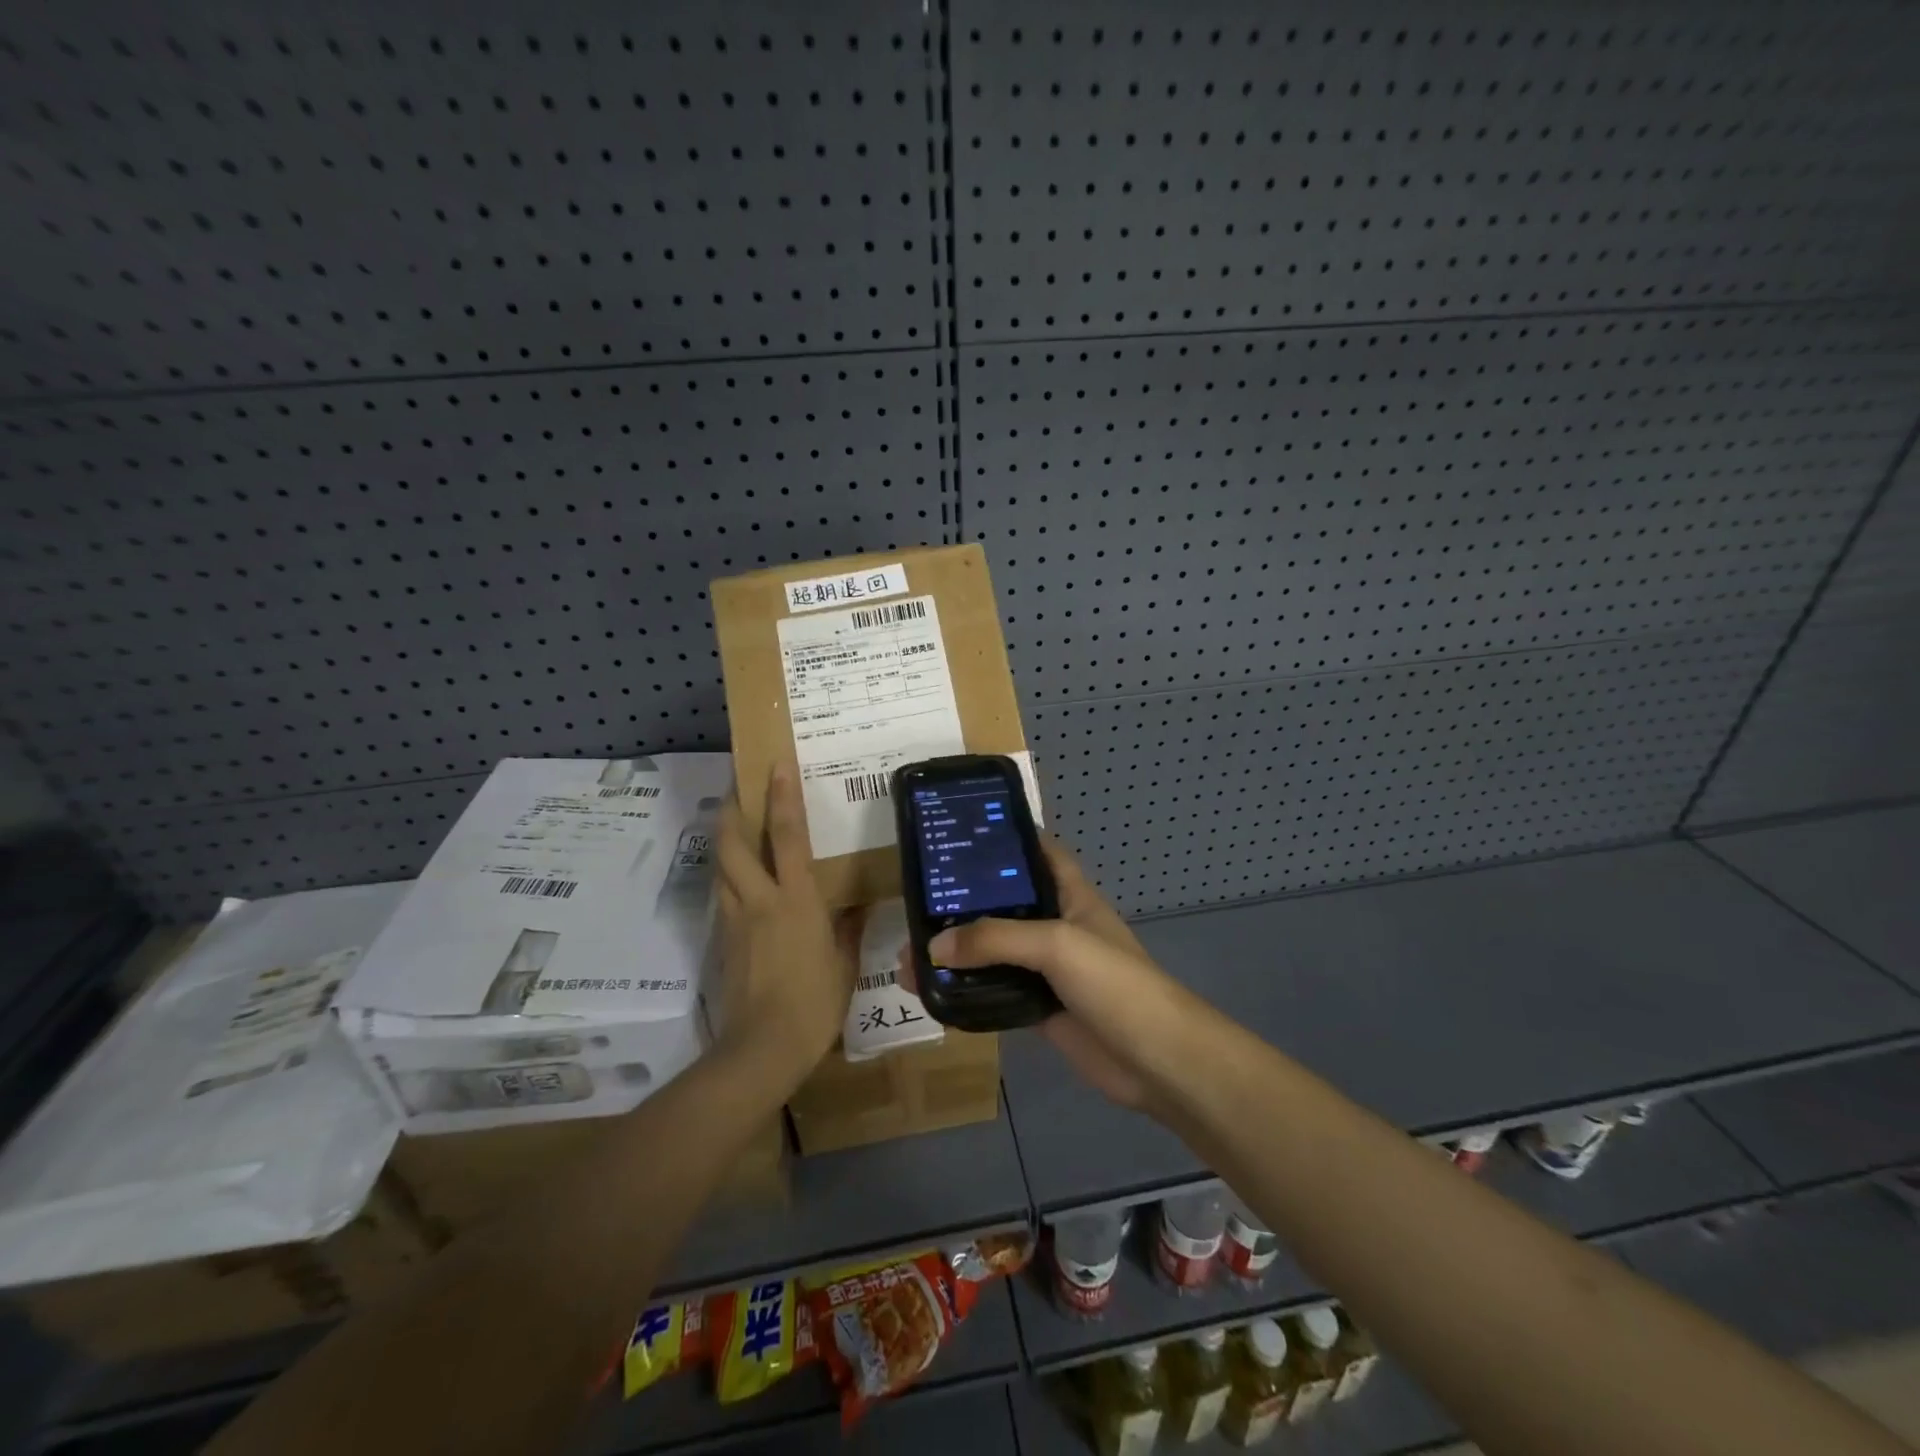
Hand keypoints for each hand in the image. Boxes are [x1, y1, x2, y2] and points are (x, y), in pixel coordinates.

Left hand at [715, 763, 857, 1087]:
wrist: (762, 1048)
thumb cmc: (814, 1003)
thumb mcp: (843, 964)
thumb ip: (849, 929)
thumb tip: (858, 906)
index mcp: (795, 900)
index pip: (786, 836)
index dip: (781, 797)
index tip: (776, 765)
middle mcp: (759, 900)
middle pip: (732, 843)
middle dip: (730, 809)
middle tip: (736, 787)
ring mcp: (735, 919)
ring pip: (720, 867)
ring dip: (724, 839)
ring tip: (734, 824)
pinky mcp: (722, 940)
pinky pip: (722, 895)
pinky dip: (727, 875)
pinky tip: (740, 879)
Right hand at [899, 839, 1197, 1111]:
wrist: (1156, 1061)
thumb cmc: (1114, 983)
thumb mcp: (1056, 944)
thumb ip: (995, 939)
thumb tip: (933, 946)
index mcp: (1070, 896)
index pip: (1037, 854)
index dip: (1005, 841)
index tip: (959, 836)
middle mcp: (1057, 927)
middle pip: (1004, 906)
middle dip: (963, 905)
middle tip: (914, 904)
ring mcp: (1048, 971)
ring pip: (994, 954)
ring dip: (957, 954)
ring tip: (908, 956)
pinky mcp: (1039, 1009)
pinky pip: (995, 993)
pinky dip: (967, 992)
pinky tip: (932, 993)